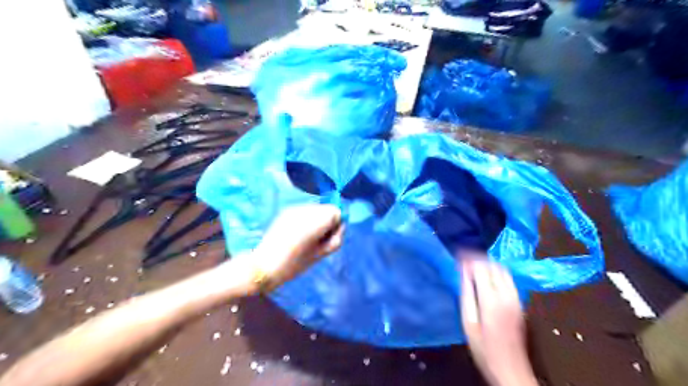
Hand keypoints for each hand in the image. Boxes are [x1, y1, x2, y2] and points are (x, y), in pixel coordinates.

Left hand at [249, 204, 346, 290]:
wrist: (264, 265)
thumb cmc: (294, 264)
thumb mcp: (320, 254)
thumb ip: (335, 239)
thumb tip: (340, 226)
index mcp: (315, 220)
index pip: (335, 212)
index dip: (335, 225)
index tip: (327, 238)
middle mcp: (305, 209)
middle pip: (326, 209)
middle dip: (326, 221)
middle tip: (317, 240)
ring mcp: (294, 209)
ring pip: (315, 209)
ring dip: (316, 220)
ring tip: (305, 237)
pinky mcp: (286, 211)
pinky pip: (304, 211)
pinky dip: (305, 219)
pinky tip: (296, 233)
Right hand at [462, 259, 536, 384]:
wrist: (511, 369)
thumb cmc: (483, 348)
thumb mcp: (468, 322)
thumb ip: (466, 294)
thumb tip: (462, 272)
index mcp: (491, 298)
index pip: (480, 267)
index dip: (468, 258)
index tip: (457, 255)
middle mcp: (506, 294)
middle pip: (493, 265)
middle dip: (478, 258)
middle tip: (463, 259)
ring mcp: (516, 298)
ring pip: (503, 270)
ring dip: (488, 263)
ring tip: (473, 265)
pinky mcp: (520, 303)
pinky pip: (508, 278)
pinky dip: (496, 271)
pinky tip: (487, 276)